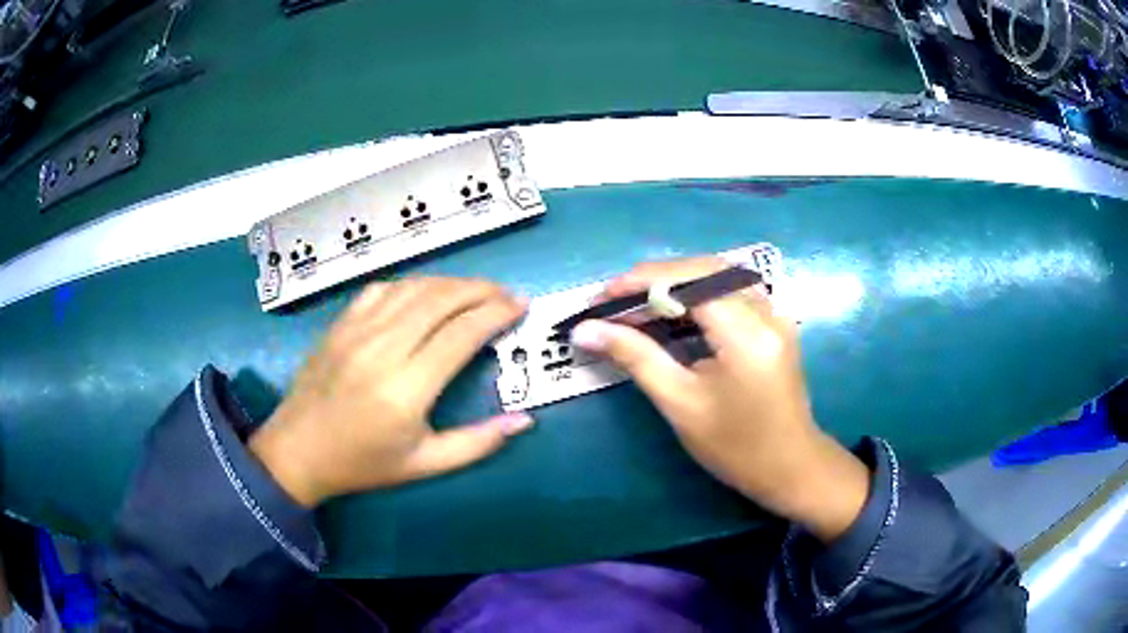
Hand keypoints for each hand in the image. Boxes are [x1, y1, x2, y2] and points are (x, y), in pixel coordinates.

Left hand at [250, 278, 533, 506]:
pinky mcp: (341, 323)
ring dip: (451, 283)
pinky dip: (413, 284)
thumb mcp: (424, 465)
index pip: (462, 333)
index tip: (521, 305)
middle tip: (507, 294)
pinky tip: (427, 294)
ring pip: (414, 287)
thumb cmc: (363, 464)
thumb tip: (525, 419)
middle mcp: (382, 349)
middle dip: (481, 289)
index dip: (496, 313)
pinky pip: (383, 289)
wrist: (298, 451)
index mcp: (406, 389)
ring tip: (476, 291)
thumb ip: (477, 443)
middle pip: (441, 299)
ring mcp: (357, 330)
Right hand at [571, 258, 869, 541]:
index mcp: (746, 332)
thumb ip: (635, 357)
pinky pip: (730, 290)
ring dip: (674, 283)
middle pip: (704, 269)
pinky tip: (671, 312)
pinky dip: (695, 294)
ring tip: (634, 304)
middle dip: (653, 278)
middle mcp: (766, 310)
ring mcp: (774, 313)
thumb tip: (586, 330)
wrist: (789, 466)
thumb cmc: (734, 447)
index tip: (599, 299)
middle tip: (612, 301)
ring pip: (717, 275)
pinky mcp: (774, 321)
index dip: (640, 282)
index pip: (689, 282)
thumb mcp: (680, 403)